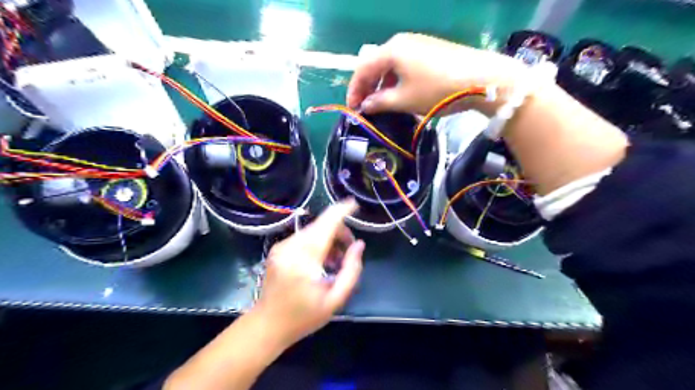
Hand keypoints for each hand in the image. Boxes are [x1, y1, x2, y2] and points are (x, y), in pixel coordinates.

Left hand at [255, 201, 363, 346]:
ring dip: (329, 238)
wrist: (266, 326)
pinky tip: (320, 262)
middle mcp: (290, 247)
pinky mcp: (278, 249)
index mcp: (304, 259)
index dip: (342, 211)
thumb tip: (359, 245)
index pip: (326, 224)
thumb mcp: (335, 300)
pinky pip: (303, 237)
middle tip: (349, 253)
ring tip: (335, 262)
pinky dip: (317, 243)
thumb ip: (351, 270)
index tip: (355, 204)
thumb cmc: (303, 317)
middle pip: (321, 225)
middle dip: (339, 232)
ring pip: (313, 230)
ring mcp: (281, 246)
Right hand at [344, 32, 523, 115]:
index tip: (352, 109)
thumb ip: (379, 103)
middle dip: (367, 87)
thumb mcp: (404, 100)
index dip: (354, 90)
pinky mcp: (431, 51)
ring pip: (390, 66)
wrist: (482, 79)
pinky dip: (397, 81)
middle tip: (365, 108)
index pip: (362, 69)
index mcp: (391, 50)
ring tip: (383, 105)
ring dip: (382, 85)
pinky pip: (405, 65)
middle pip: (375, 65)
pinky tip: (401, 94)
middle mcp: (402, 42)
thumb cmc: (437, 90)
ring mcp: (418, 45)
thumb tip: (366, 106)